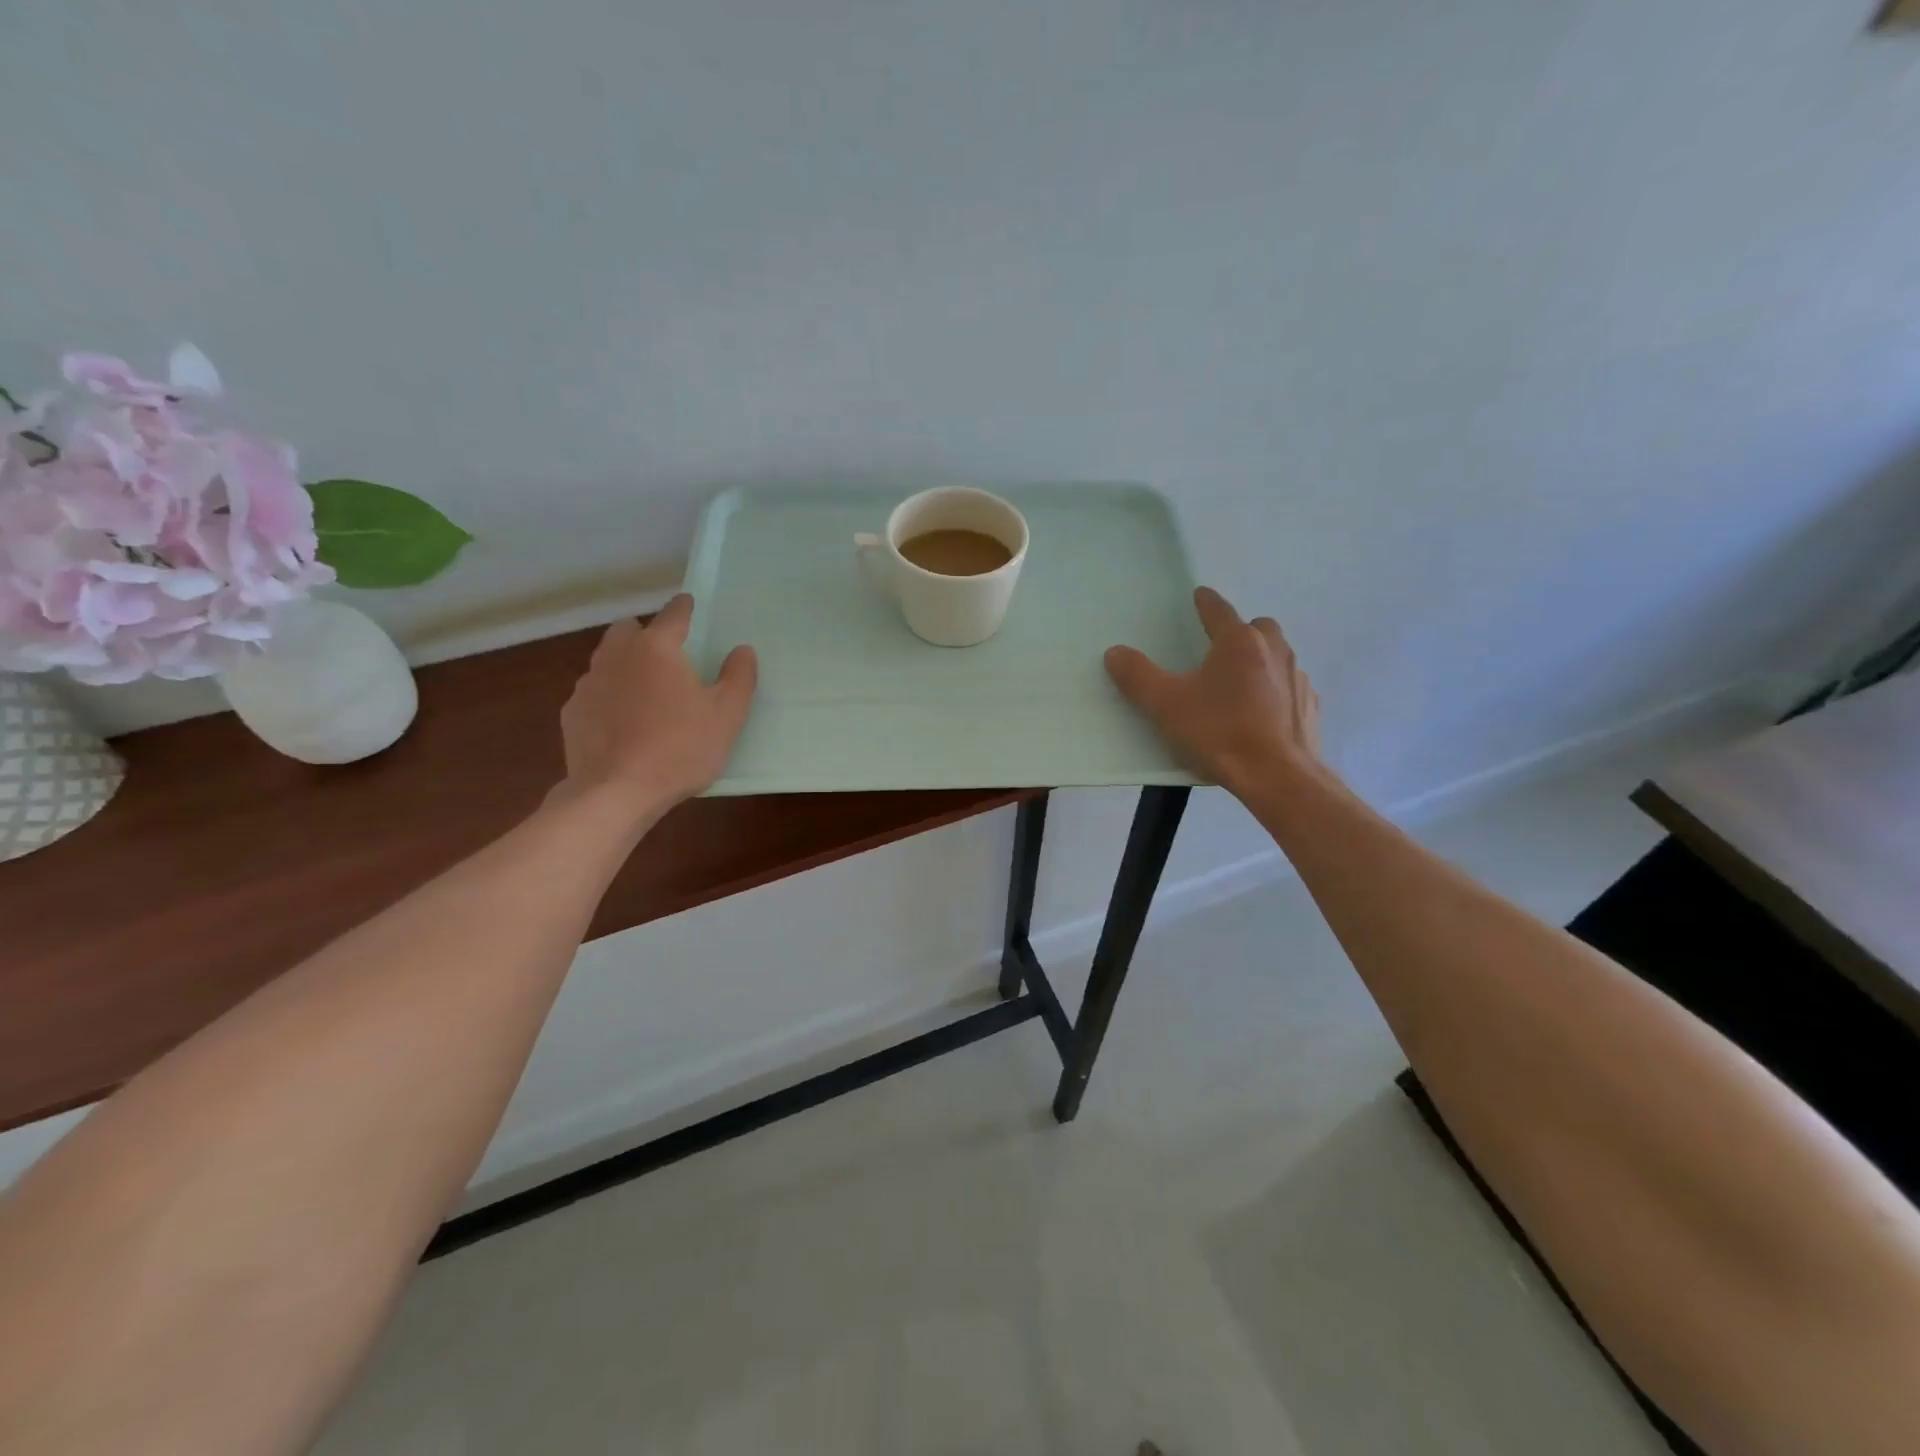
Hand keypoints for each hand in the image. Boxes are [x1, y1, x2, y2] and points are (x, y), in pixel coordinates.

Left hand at [556, 594, 757, 816]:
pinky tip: (623, 723)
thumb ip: (739, 677)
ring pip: (608, 660)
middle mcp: (617, 655)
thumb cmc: (680, 748)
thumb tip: (742, 650)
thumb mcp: (727, 715)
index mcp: (657, 648)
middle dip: (647, 634)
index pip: (674, 614)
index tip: (691, 604)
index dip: (685, 607)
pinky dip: (609, 697)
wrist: (615, 792)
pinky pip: (595, 692)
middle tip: (668, 657)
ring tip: (646, 693)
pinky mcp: (572, 712)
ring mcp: (588, 683)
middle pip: (629, 630)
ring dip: (626, 665)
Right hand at [1105, 587, 1321, 794]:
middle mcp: (1273, 650)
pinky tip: (1261, 714)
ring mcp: (1297, 678)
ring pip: (1278, 656)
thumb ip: (1137, 676)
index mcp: (1238, 642)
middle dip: (1240, 631)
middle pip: (1257, 627)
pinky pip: (1290, 687)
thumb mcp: (1166, 705)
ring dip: (1260, 660)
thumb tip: (1115, 652)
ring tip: (1239, 685)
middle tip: (1220, 650)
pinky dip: (1276, 691)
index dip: (1205, 602)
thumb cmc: (1219, 733)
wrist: (1277, 777)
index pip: (1219, 610)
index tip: (1199, 595)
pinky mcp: (1310, 706)